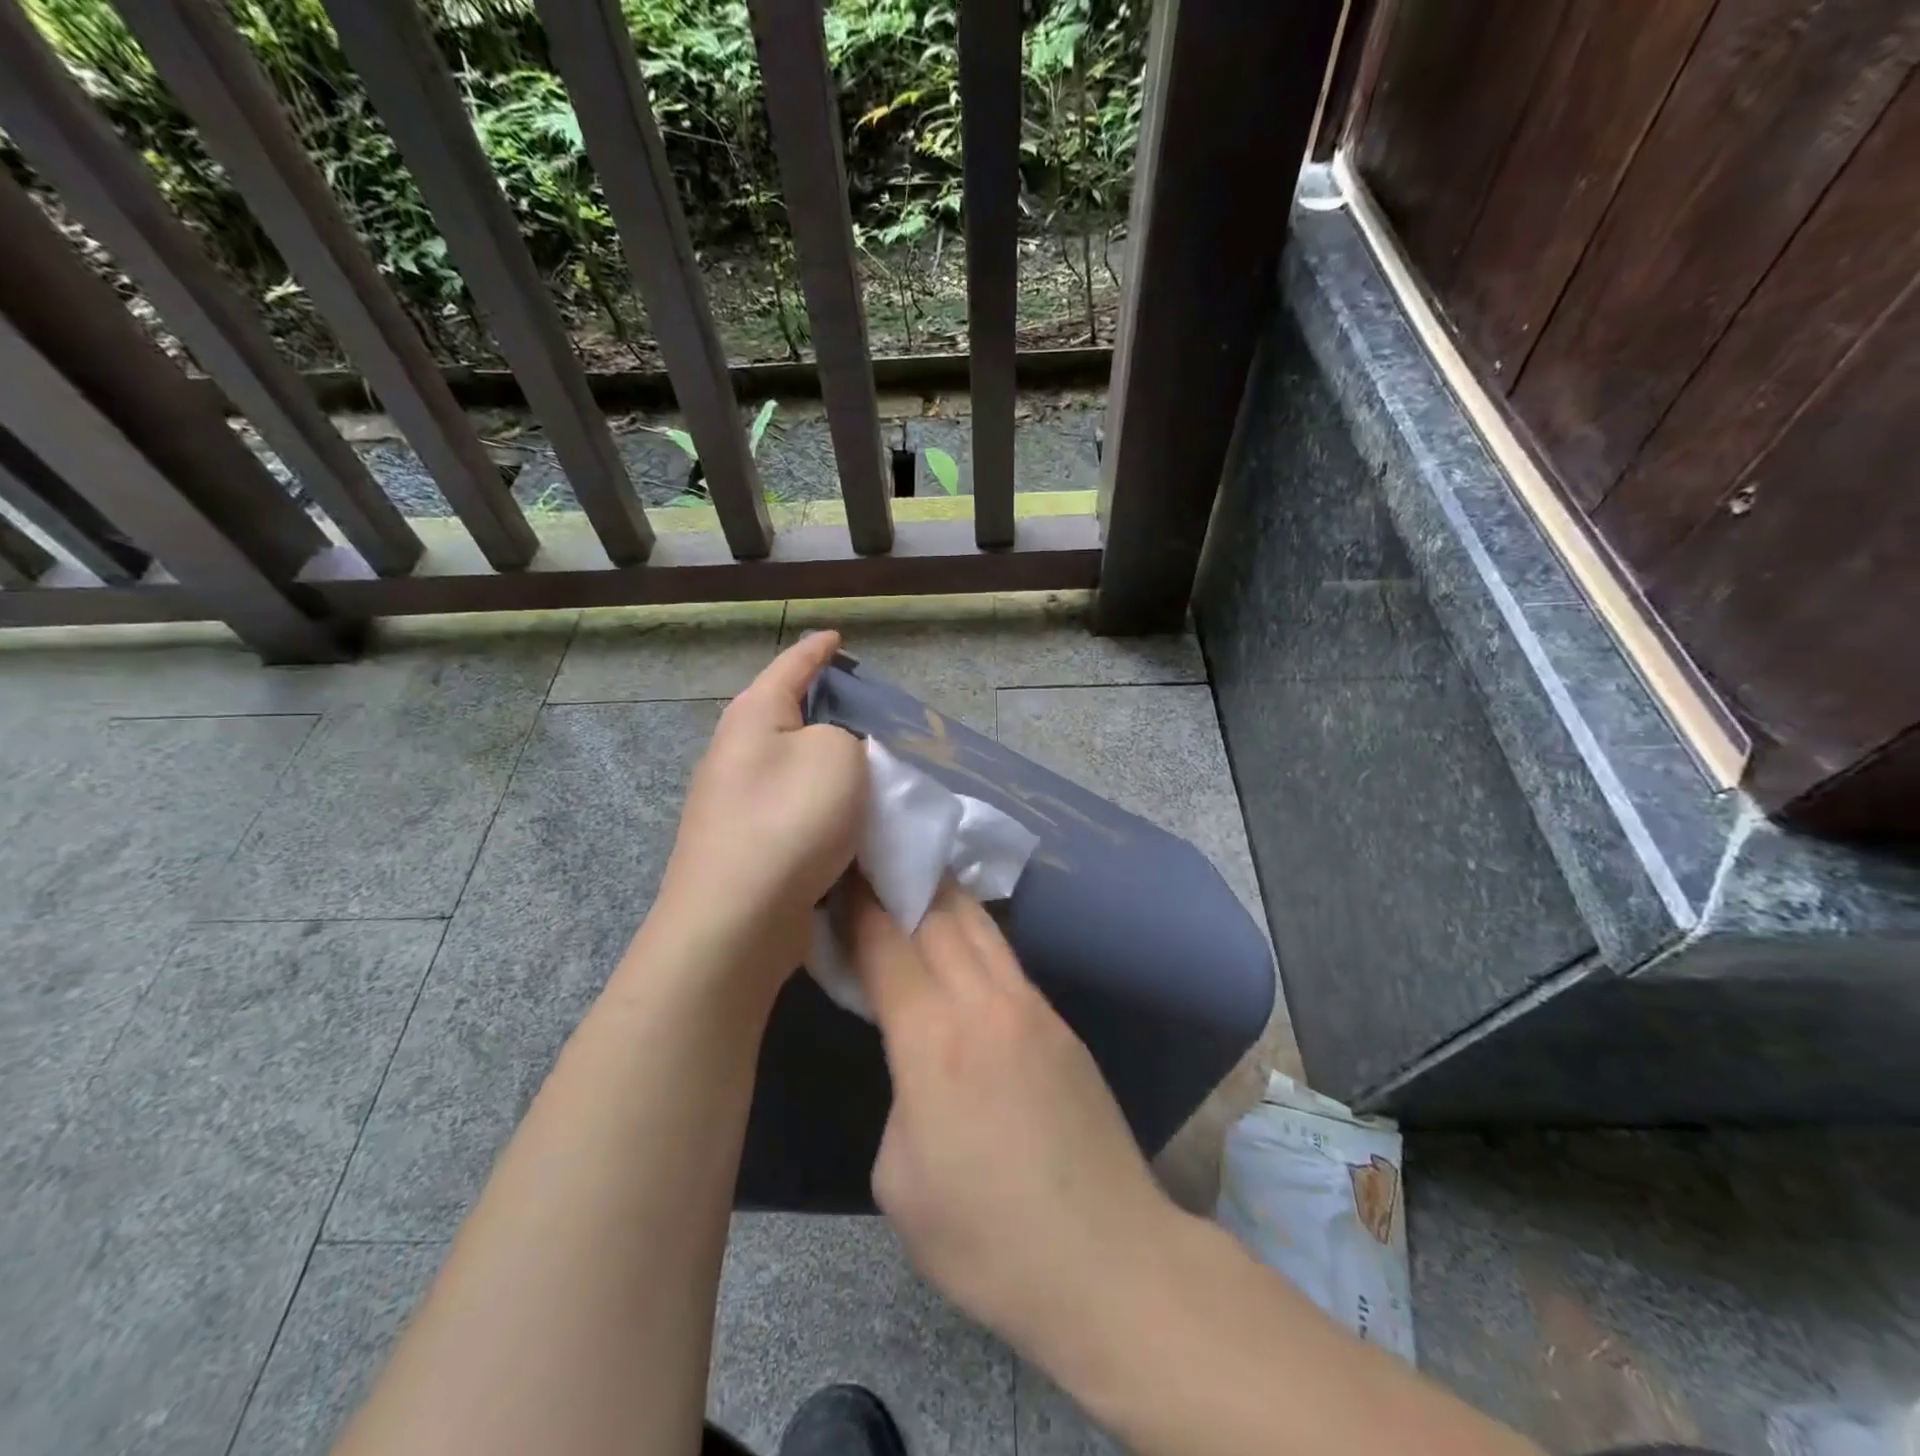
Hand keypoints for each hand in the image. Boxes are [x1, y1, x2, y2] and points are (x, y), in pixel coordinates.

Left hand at [649, 631, 866, 995]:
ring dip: (830, 763)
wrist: (736, 920)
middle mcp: (737, 751)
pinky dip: (823, 805)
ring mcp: (735, 801)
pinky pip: (794, 808)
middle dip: (829, 709)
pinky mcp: (746, 844)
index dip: (820, 649)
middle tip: (874, 711)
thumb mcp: (837, 755)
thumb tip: (838, 749)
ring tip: (872, 767)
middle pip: (790, 715)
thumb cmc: (789, 820)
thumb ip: (848, 735)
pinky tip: (850, 818)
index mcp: (754, 715)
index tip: (839, 638)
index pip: (793, 665)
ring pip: (795, 766)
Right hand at [843, 877, 1179, 1362]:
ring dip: (941, 894)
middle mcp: (985, 1002)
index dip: (857, 902)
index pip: (886, 942)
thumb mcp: (899, 1179)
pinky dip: (973, 931)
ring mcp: (1032, 1006)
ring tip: (912, 876)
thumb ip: (898, 1093)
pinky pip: (1005, 957)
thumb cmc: (987, 1238)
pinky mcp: (1061, 1023)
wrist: (1109, 1261)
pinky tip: (958, 937)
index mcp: (934, 1039)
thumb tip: (914, 1059)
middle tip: (870, 857)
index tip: (837, 869)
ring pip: (979, 924)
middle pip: (938, 912)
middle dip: (899, 879)